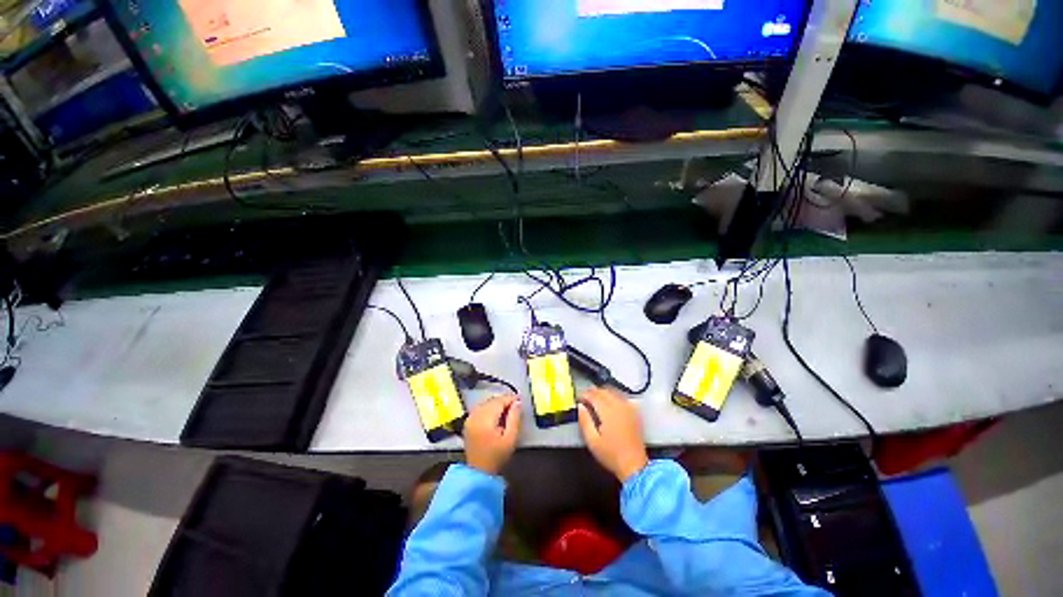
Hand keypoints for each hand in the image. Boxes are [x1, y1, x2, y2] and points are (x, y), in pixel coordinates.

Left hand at [463, 394, 521, 474]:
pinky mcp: (467, 423)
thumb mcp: (510, 438)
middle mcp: (474, 416)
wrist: (479, 469)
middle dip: (503, 401)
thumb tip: (517, 403)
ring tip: (508, 409)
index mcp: (485, 420)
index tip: (520, 400)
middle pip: (490, 401)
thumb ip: (514, 419)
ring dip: (496, 404)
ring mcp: (469, 419)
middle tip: (516, 405)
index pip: (498, 402)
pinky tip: (496, 415)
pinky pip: (479, 409)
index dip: (510, 399)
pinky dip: (488, 408)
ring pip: (484, 404)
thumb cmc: (497, 456)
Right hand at [577, 388, 648, 481]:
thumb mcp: (592, 441)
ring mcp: (630, 409)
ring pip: (615, 393)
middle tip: (584, 399)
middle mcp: (621, 406)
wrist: (633, 463)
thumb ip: (585, 421)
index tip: (577, 399)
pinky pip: (622, 398)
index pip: (595, 395)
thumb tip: (580, 407)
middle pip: (606, 391)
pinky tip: (608, 405)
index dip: (584, 395)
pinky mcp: (635, 413)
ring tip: (594, 401)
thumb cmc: (610, 454)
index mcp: (609, 412)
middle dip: (593, 392)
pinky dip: (613, 397)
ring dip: (603, 393)